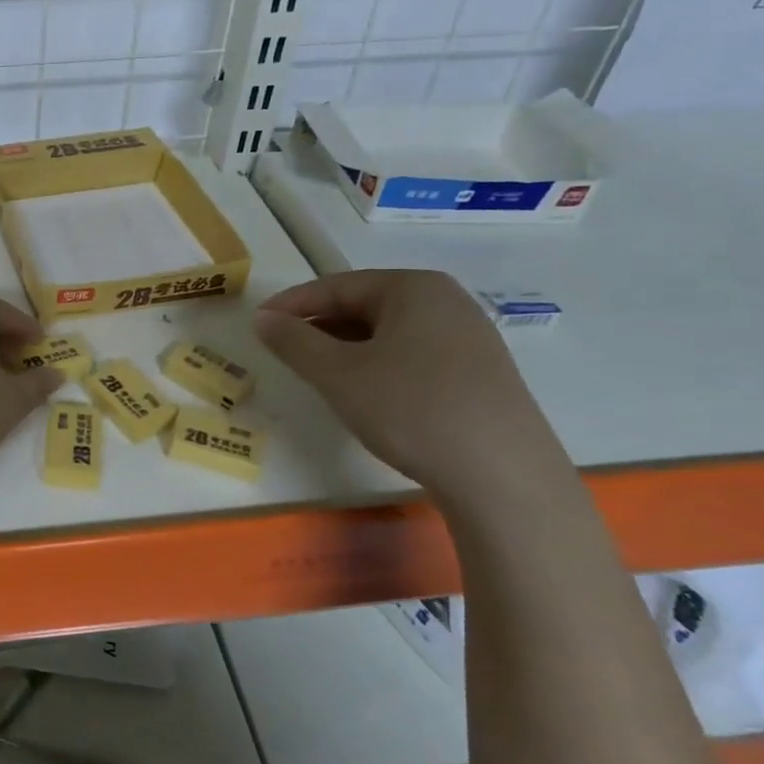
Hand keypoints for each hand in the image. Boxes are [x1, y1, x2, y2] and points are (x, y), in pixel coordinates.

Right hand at [252, 269, 572, 502]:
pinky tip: (367, 394)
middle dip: (320, 326)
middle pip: (365, 305)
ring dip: (347, 348)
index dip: (292, 304)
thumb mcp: (337, 374)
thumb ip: (293, 341)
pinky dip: (379, 365)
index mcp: (414, 288)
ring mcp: (470, 337)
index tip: (259, 324)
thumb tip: (263, 318)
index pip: (336, 286)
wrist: (503, 476)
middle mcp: (447, 301)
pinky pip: (414, 354)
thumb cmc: (411, 409)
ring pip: (389, 332)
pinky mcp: (481, 374)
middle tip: (285, 350)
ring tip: (319, 374)